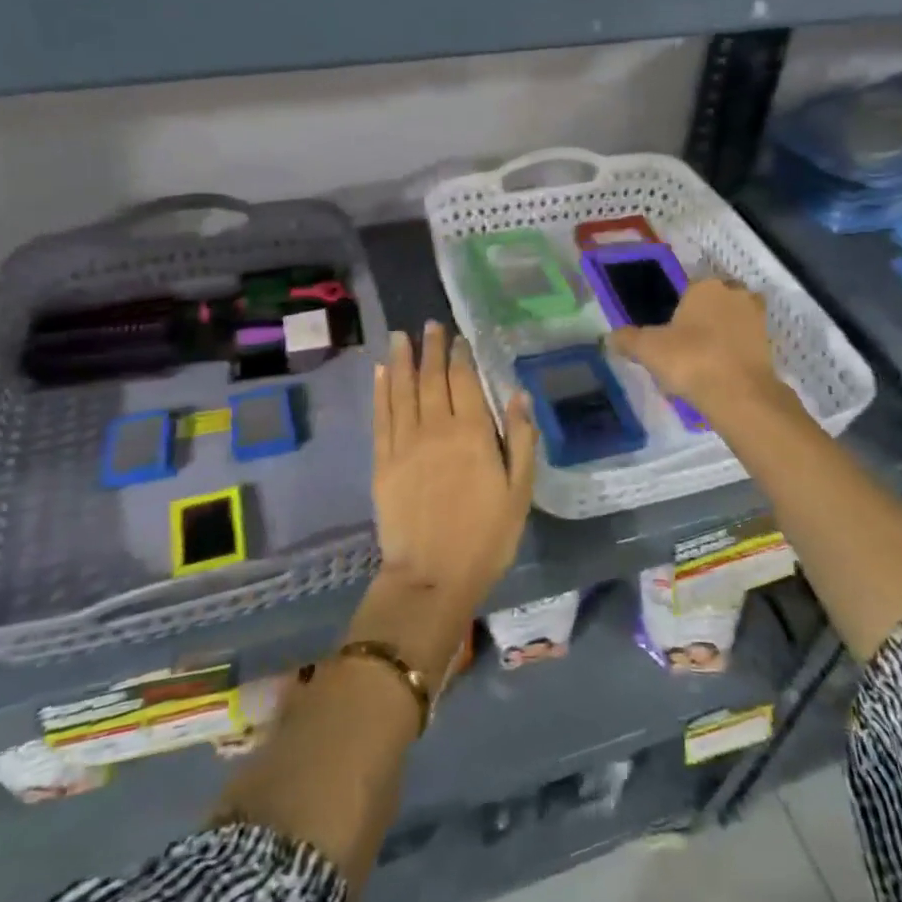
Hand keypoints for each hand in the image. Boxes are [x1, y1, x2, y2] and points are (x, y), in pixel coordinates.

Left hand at [372, 322, 536, 609]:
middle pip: (432, 378)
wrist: (432, 577)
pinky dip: (380, 391)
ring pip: (402, 391)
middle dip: (432, 348)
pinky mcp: (383, 462)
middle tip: (430, 324)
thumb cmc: (486, 538)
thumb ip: (521, 441)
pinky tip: (380, 373)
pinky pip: (381, 417)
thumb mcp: (519, 492)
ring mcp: (405, 444)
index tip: (459, 337)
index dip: (461, 356)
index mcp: (473, 435)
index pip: (465, 382)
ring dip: (402, 360)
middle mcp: (436, 429)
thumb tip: (518, 395)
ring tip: (400, 335)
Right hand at [608, 278, 781, 416]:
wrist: (739, 394)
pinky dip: (731, 357)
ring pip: (729, 325)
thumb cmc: (690, 359)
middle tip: (682, 351)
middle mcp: (735, 294)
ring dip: (717, 340)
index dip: (676, 313)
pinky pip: (742, 346)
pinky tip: (715, 377)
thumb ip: (627, 339)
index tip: (667, 337)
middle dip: (700, 323)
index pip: (687, 290)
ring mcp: (757, 319)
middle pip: (711, 306)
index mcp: (706, 286)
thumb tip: (609, 337)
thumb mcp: (647, 349)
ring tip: (698, 368)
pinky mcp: (769, 345)